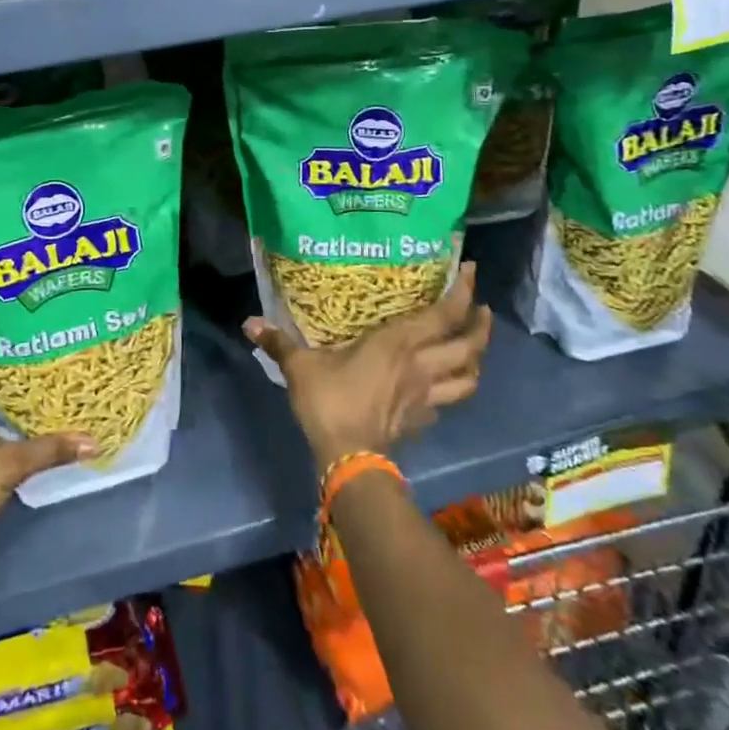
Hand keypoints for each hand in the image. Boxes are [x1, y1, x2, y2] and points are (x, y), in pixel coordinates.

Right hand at [245, 261, 489, 471]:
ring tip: (472, 348)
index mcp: (399, 343)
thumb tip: (248, 323)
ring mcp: (426, 396)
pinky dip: (450, 391)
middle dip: (480, 325)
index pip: (445, 314)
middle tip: (480, 308)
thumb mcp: (299, 366)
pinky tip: (440, 389)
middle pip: (469, 346)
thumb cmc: (330, 401)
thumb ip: (278, 342)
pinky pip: (446, 402)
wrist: (348, 459)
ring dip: (476, 360)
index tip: (470, 270)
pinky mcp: (422, 421)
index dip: (463, 291)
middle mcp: (421, 366)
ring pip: (469, 378)